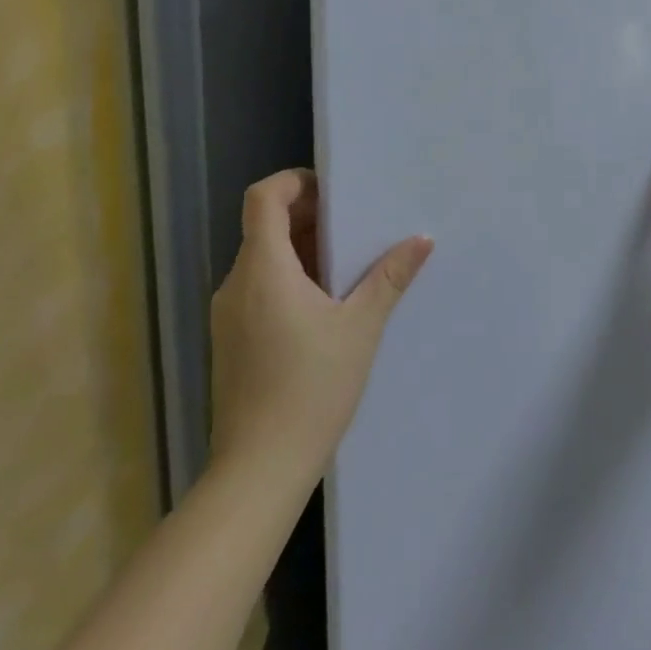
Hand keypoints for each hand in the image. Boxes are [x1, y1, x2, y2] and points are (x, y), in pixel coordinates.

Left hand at [209, 169, 433, 500]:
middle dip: (310, 216)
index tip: (335, 192)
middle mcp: (236, 284)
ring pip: (263, 259)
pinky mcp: (232, 340)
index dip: (295, 181)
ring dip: (303, 250)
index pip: (262, 198)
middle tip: (357, 226)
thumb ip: (391, 276)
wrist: (260, 468)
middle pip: (264, 226)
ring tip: (351, 265)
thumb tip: (422, 240)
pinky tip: (327, 304)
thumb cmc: (312, 387)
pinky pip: (259, 288)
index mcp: (263, 270)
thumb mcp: (362, 326)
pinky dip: (291, 278)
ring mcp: (228, 315)